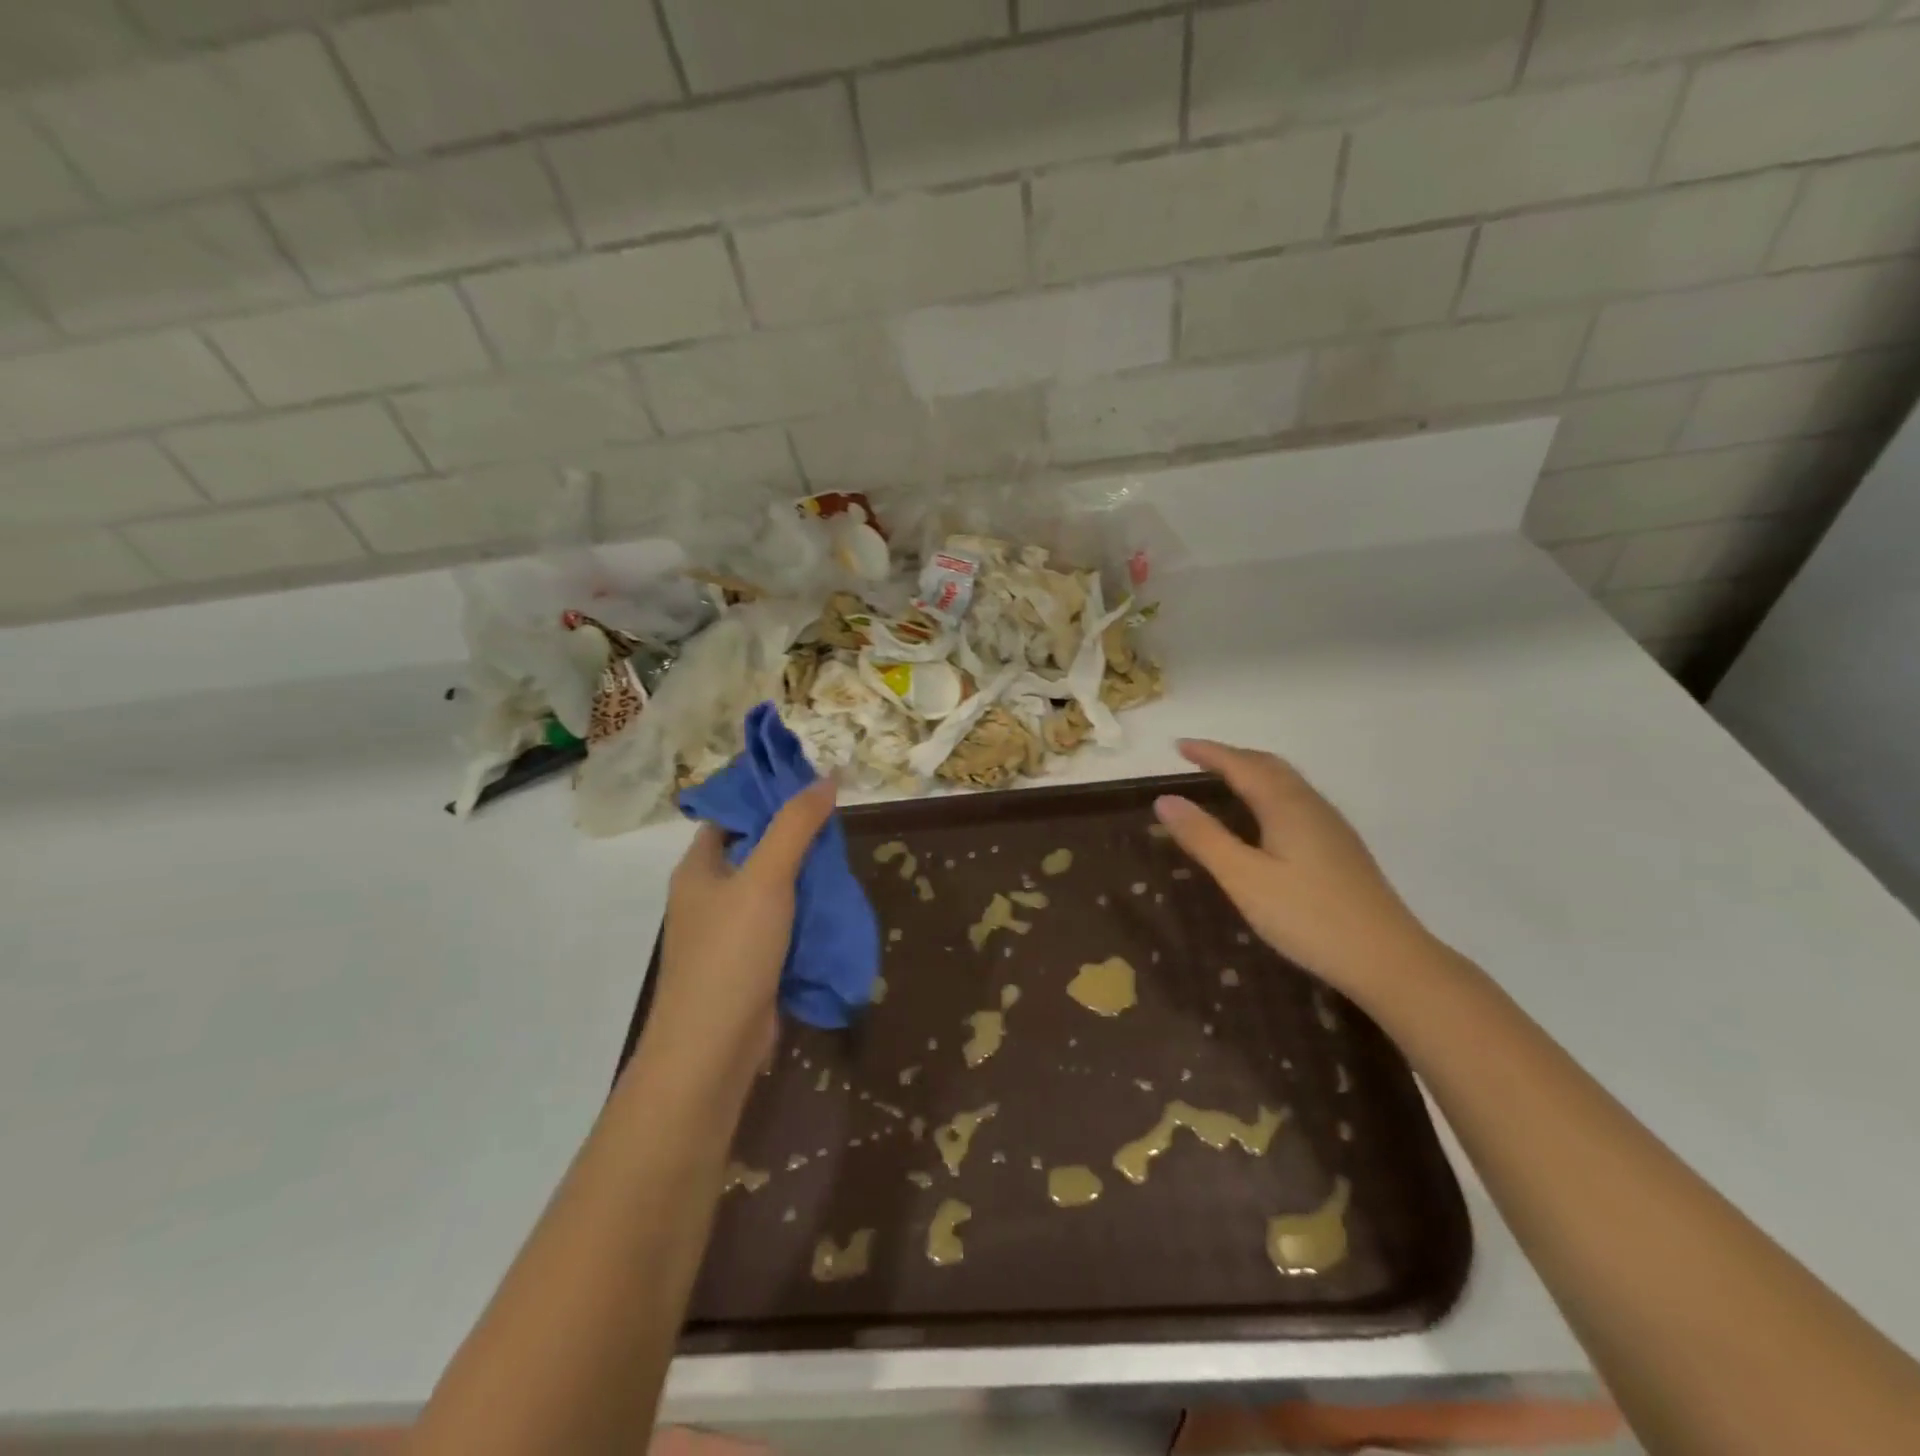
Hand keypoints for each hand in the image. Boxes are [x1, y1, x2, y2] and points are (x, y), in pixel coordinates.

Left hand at [646, 781, 836, 1079]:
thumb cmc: (732, 953)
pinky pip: (779, 926)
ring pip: (770, 891)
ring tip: (842, 864)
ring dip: (803, 879)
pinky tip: (833, 909)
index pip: (731, 815)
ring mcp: (726, 934)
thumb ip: (796, 826)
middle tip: (837, 829)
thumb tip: (827, 777)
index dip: (766, 797)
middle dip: (794, 839)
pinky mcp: (747, 965)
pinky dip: (803, 915)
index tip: (810, 789)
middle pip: (754, 852)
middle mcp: (707, 896)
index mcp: (699, 868)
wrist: (712, 1050)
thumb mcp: (767, 878)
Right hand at [1154, 739, 1430, 996]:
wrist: (1388, 959)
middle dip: (1232, 757)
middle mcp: (1311, 805)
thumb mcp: (1243, 879)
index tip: (1178, 745)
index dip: (1209, 753)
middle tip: (1197, 759)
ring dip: (1253, 772)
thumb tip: (1165, 799)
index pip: (1241, 765)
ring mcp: (1331, 826)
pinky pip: (1297, 801)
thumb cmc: (1308, 916)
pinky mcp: (1341, 848)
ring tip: (1225, 780)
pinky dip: (1269, 792)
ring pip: (1287, 783)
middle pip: (1269, 766)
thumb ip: (1204, 837)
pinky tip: (1265, 819)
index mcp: (1286, 806)